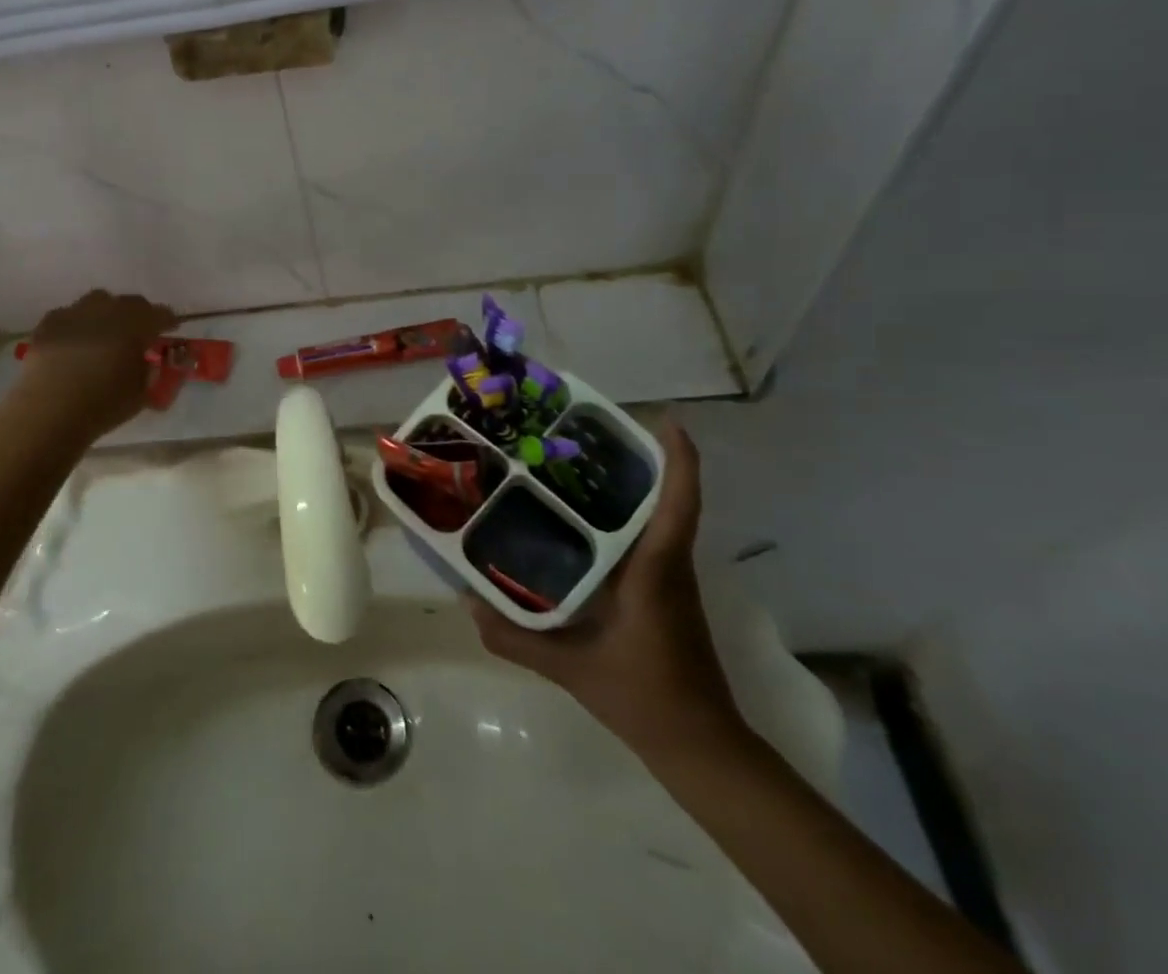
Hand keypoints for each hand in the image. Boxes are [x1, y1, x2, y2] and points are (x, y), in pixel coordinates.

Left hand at [12, 289, 177, 440]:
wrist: (49, 412)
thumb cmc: (103, 405)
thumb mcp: (141, 395)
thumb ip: (150, 373)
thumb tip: (149, 364)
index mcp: (136, 325)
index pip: (161, 314)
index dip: (168, 321)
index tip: (171, 329)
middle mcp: (108, 310)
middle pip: (131, 303)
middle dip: (139, 315)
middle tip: (139, 333)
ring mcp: (75, 312)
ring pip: (98, 301)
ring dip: (108, 313)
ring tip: (106, 333)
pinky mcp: (49, 323)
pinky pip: (70, 315)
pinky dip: (78, 324)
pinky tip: (75, 342)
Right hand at [466, 420, 744, 762]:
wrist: (700, 747)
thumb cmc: (644, 697)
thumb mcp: (571, 668)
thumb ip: (515, 637)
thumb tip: (468, 603)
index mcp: (655, 571)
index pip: (678, 504)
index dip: (680, 460)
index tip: (668, 420)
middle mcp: (669, 565)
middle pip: (665, 498)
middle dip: (637, 459)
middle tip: (585, 432)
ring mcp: (671, 579)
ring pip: (658, 517)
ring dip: (630, 486)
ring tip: (576, 464)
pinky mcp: (665, 593)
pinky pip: (648, 539)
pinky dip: (624, 517)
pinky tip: (582, 521)